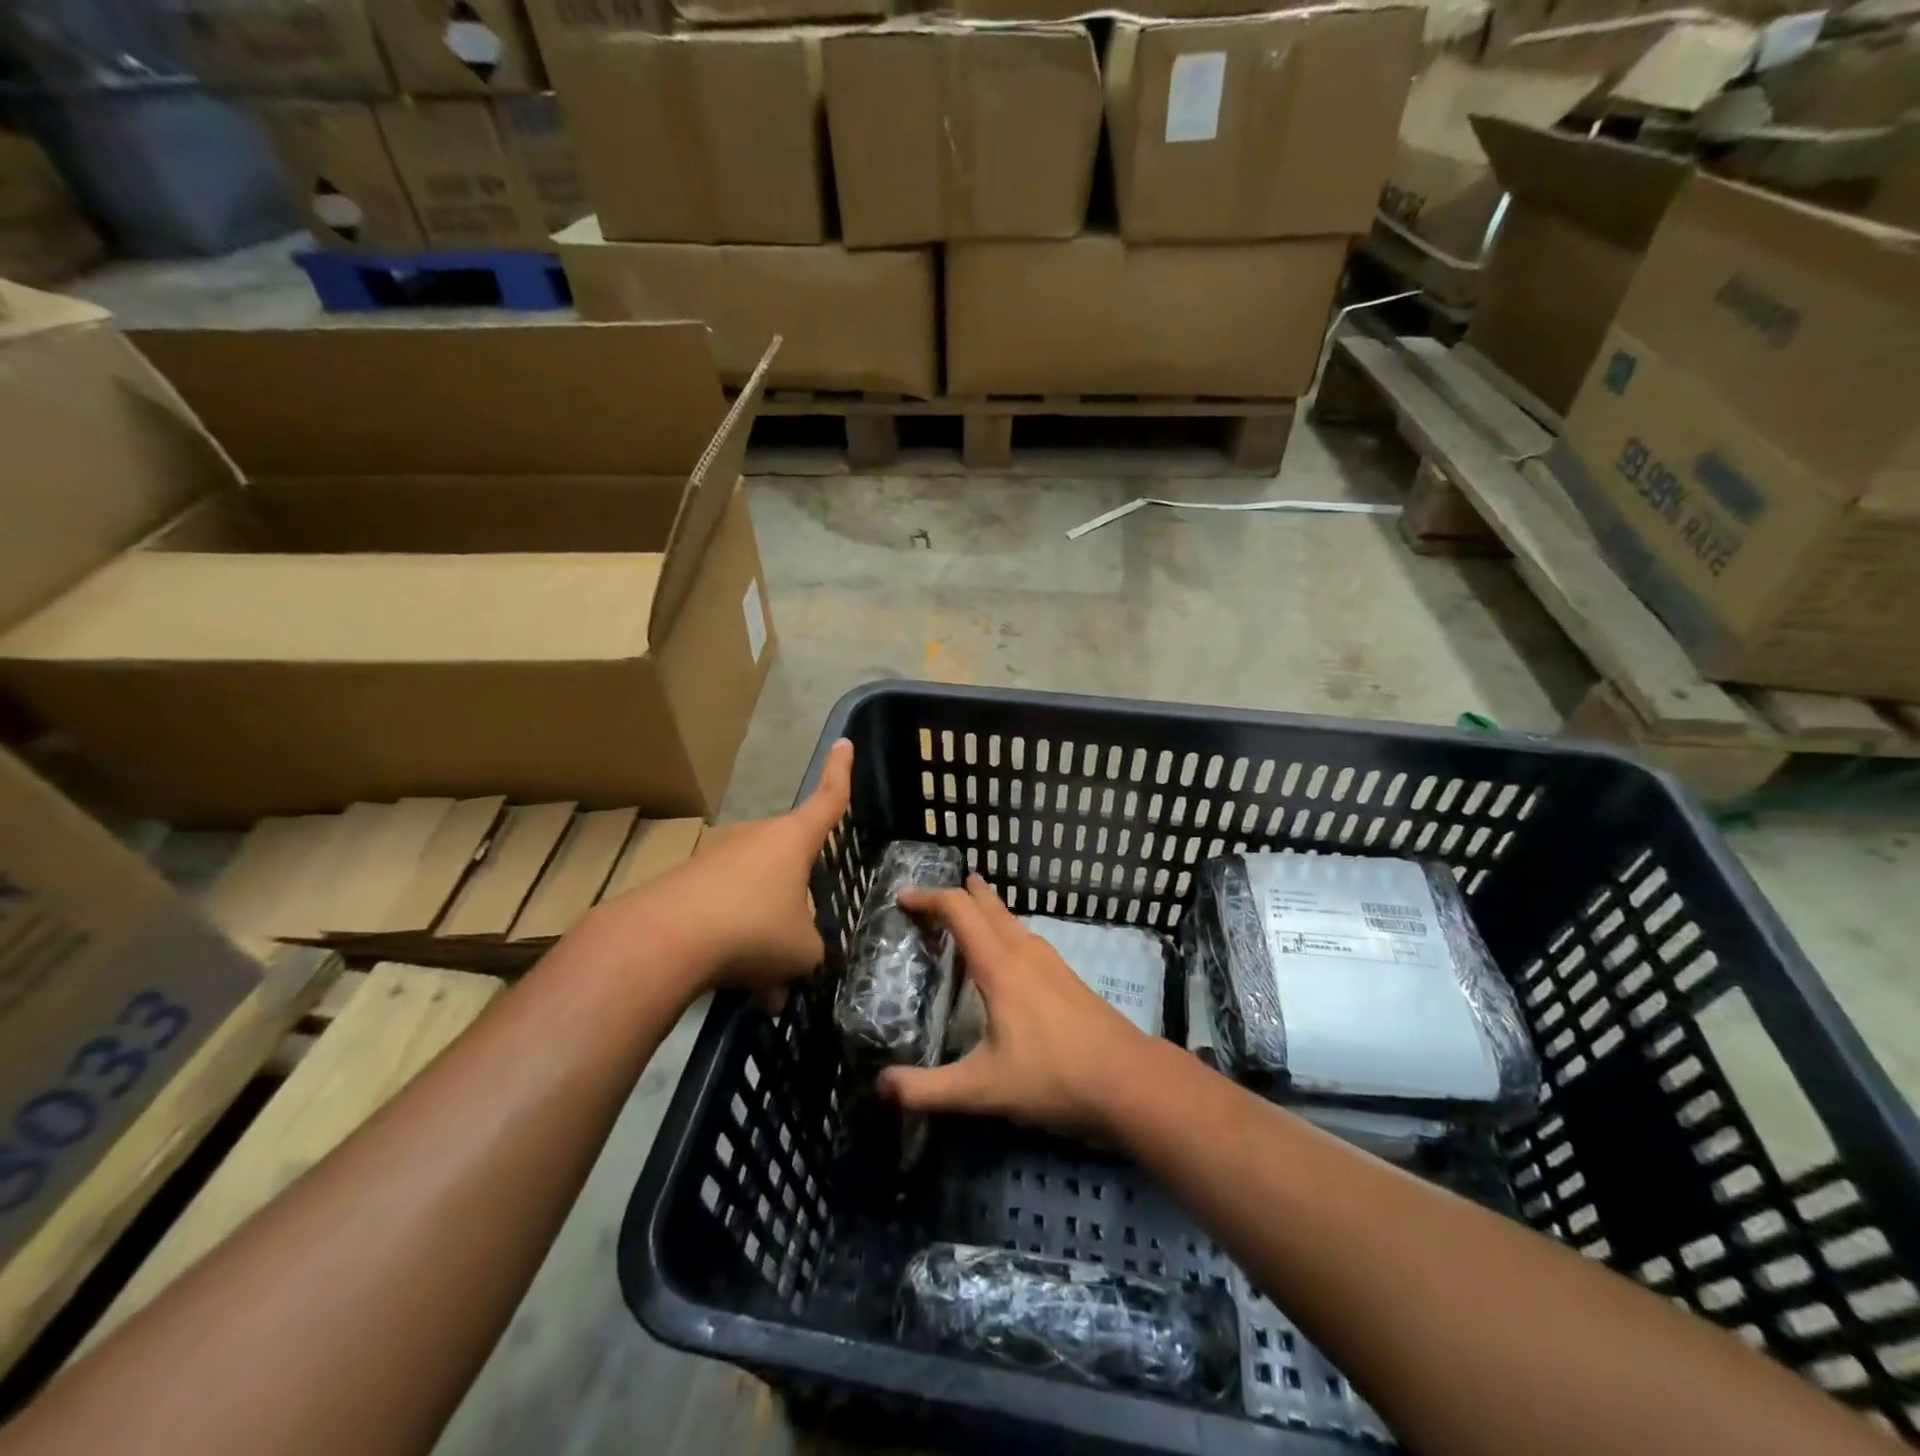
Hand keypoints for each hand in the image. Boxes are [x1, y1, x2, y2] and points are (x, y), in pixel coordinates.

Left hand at [593, 739, 852, 995]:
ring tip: (764, 978)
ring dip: (763, 927)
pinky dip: (731, 940)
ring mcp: (716, 856)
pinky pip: (722, 909)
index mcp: (792, 839)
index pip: (827, 799)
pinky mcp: (684, 881)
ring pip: (754, 891)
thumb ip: (811, 948)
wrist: (662, 940)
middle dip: (796, 895)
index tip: (843, 742)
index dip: (839, 772)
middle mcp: (754, 837)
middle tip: (799, 941)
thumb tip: (799, 957)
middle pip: (787, 858)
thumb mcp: (802, 950)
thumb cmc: (753, 930)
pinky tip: (730, 979)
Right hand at [879, 875, 1149, 1135]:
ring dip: (984, 910)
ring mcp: (1052, 962)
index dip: (928, 898)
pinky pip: (1027, 938)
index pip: (958, 911)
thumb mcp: (983, 1089)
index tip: (903, 897)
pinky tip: (1008, 956)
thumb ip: (929, 1089)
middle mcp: (1025, 953)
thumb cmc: (1053, 1077)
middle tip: (930, 896)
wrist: (1129, 1081)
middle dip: (958, 894)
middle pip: (988, 905)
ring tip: (967, 913)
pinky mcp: (1068, 978)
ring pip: (1011, 920)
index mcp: (1000, 967)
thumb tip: (881, 1085)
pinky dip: (1005, 930)